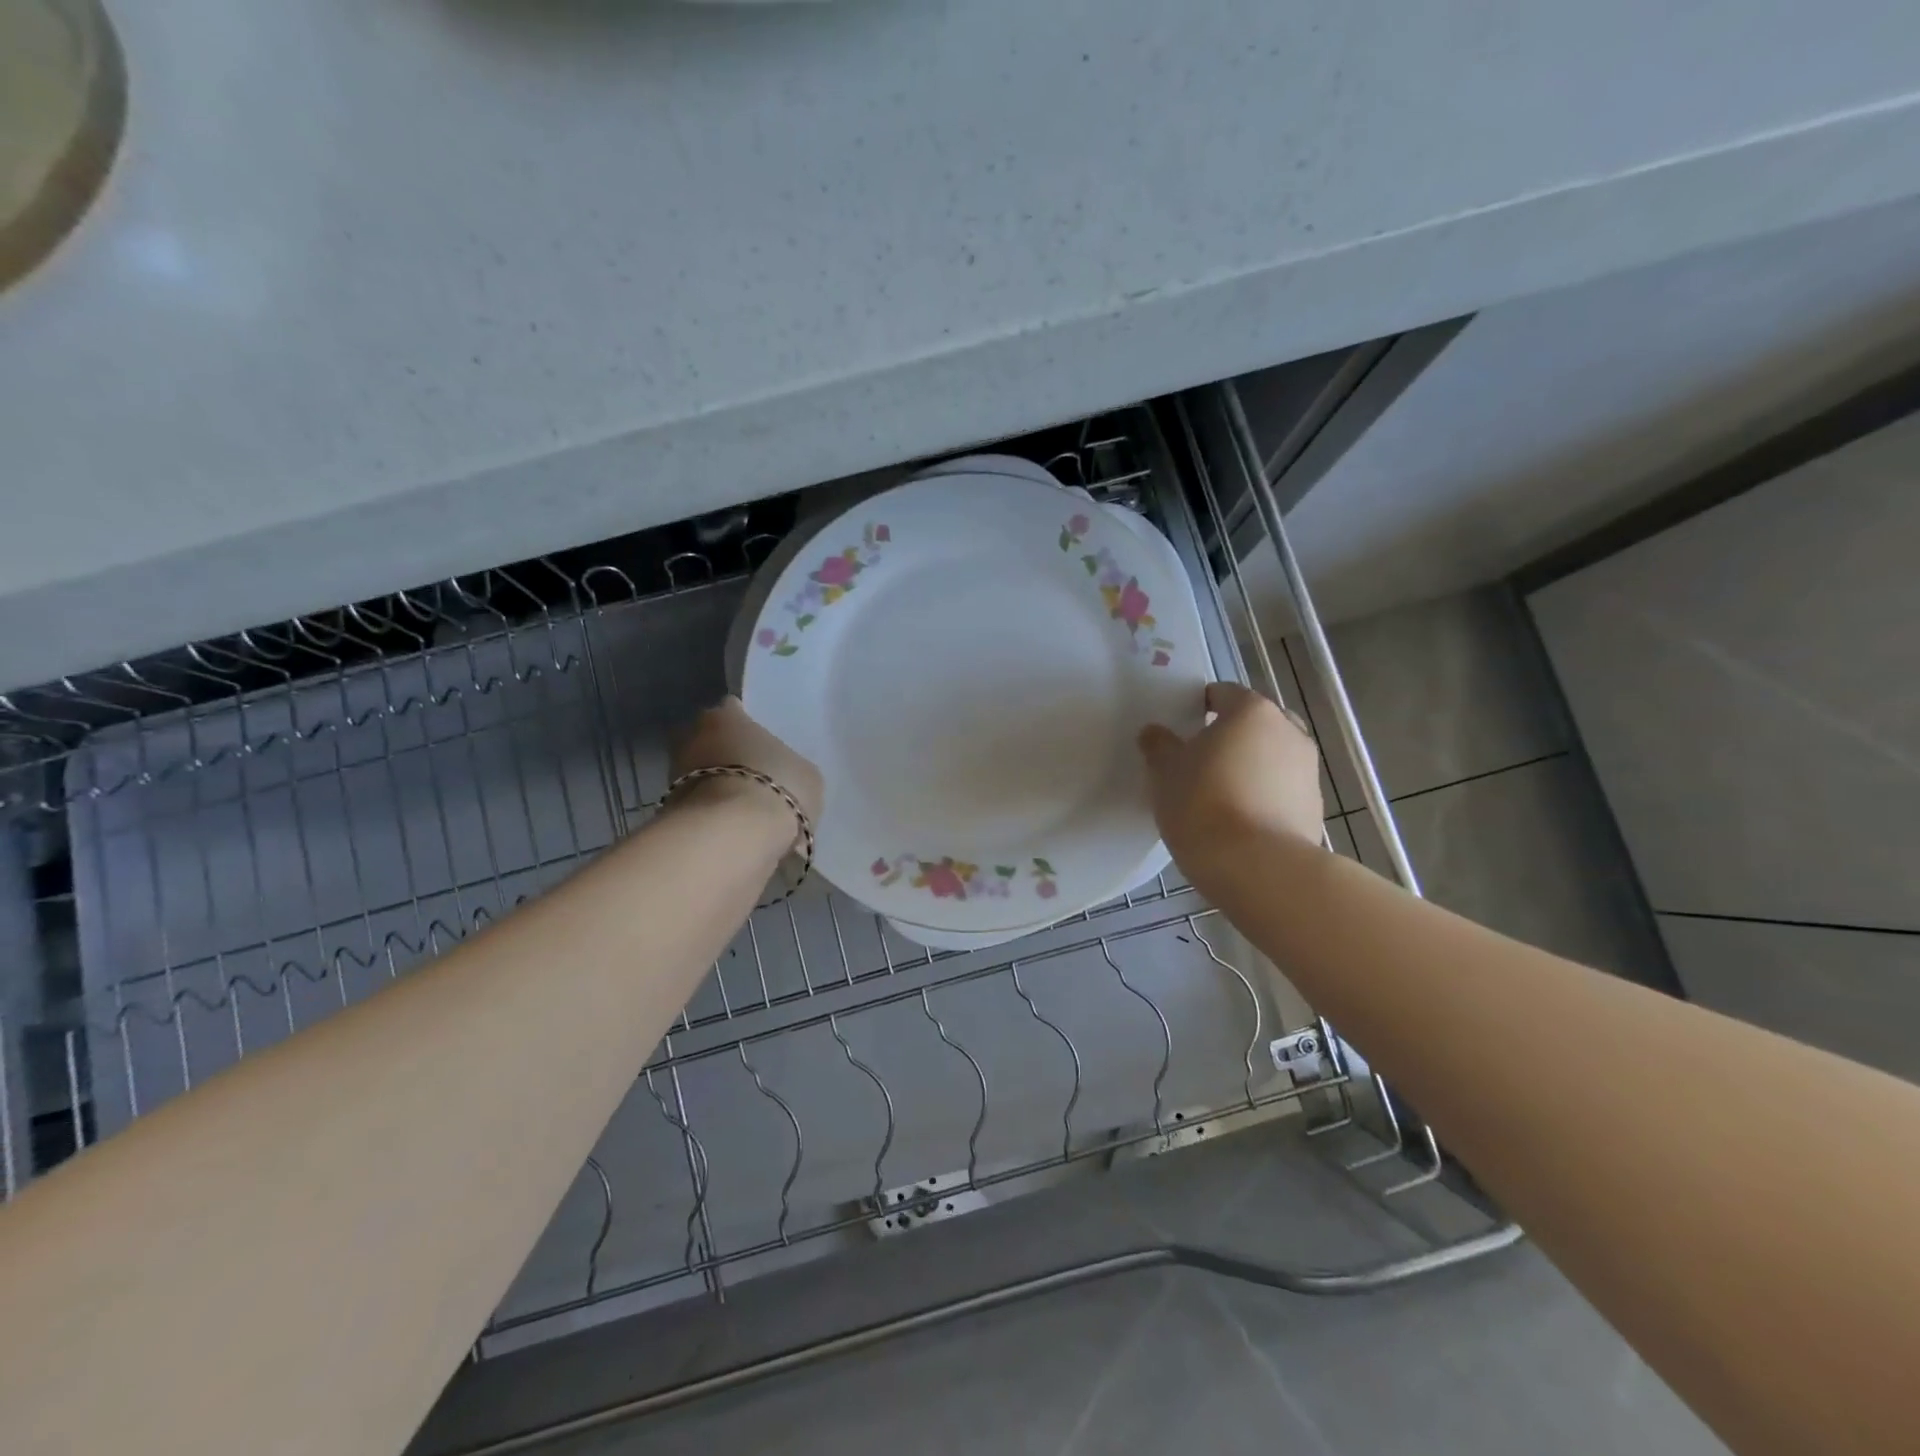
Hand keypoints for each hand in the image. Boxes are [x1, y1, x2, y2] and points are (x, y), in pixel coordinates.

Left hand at [671, 697, 823, 838]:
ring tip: (743, 810)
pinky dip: (709, 815)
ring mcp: (675, 773)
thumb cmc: (776, 786)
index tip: (760, 744)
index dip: (746, 726)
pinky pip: (696, 807)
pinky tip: (731, 829)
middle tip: (751, 777)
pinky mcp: (668, 810)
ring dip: (715, 787)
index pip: (733, 709)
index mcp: (727, 716)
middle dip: (725, 756)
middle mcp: (693, 736)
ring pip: (699, 774)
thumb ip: (791, 768)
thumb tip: (784, 776)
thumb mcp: (806, 775)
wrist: (732, 834)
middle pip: (709, 741)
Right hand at [1138, 682, 1323, 874]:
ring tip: (1219, 796)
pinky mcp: (1314, 808)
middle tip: (1201, 762)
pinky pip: (1282, 791)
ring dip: (1250, 768)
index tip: (1181, 730)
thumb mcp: (1164, 772)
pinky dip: (1264, 797)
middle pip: (1254, 724)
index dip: (1199, 707)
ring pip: (1272, 757)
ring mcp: (1308, 771)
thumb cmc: (1203, 804)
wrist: (1256, 867)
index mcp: (1252, 711)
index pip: (1223, 693)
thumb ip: (1159, 745)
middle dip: (1231, 737)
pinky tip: (1239, 822)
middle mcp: (1288, 731)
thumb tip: (1155, 733)